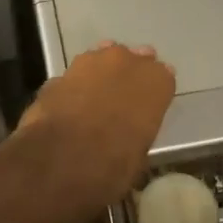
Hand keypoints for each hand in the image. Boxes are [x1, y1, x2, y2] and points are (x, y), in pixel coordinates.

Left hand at [15, 42, 175, 213]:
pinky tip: (70, 104)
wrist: (62, 158)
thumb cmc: (114, 164)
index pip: (162, 75)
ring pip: (101, 58)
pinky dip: (74, 87)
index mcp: (156, 82)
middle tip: (122, 95)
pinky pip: (74, 76)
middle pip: (131, 59)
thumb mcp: (140, 153)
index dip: (153, 90)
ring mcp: (90, 62)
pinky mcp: (60, 72)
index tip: (148, 101)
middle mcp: (126, 62)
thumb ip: (139, 129)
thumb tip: (129, 132)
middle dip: (128, 74)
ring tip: (95, 95)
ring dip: (100, 73)